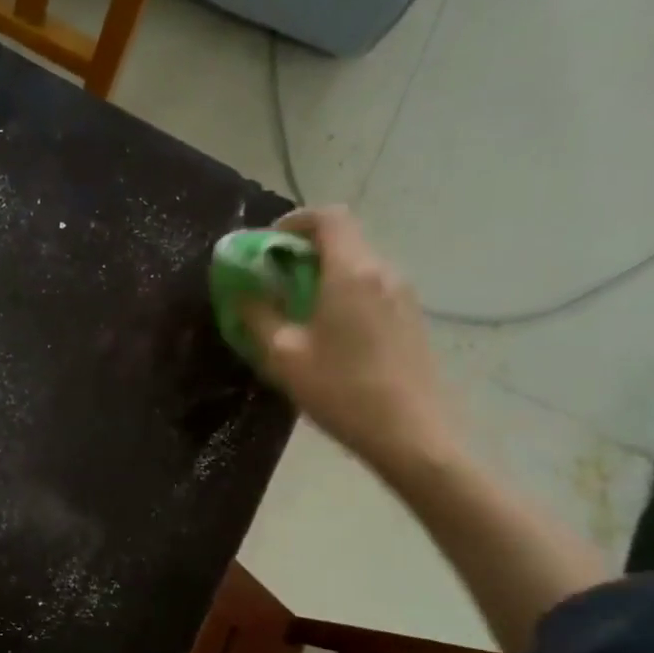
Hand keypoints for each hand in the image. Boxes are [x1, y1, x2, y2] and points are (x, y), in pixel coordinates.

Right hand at [242, 207, 460, 485]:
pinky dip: (344, 293)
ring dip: (324, 274)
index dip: (294, 221)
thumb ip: (257, 315)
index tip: (268, 246)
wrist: (412, 435)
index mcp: (351, 272)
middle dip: (303, 251)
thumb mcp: (283, 356)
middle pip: (343, 239)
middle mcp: (382, 272)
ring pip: (358, 265)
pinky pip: (372, 288)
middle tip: (273, 281)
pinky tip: (330, 333)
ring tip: (297, 310)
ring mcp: (403, 295)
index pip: (328, 217)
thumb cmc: (342, 392)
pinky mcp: (412, 319)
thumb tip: (240, 291)